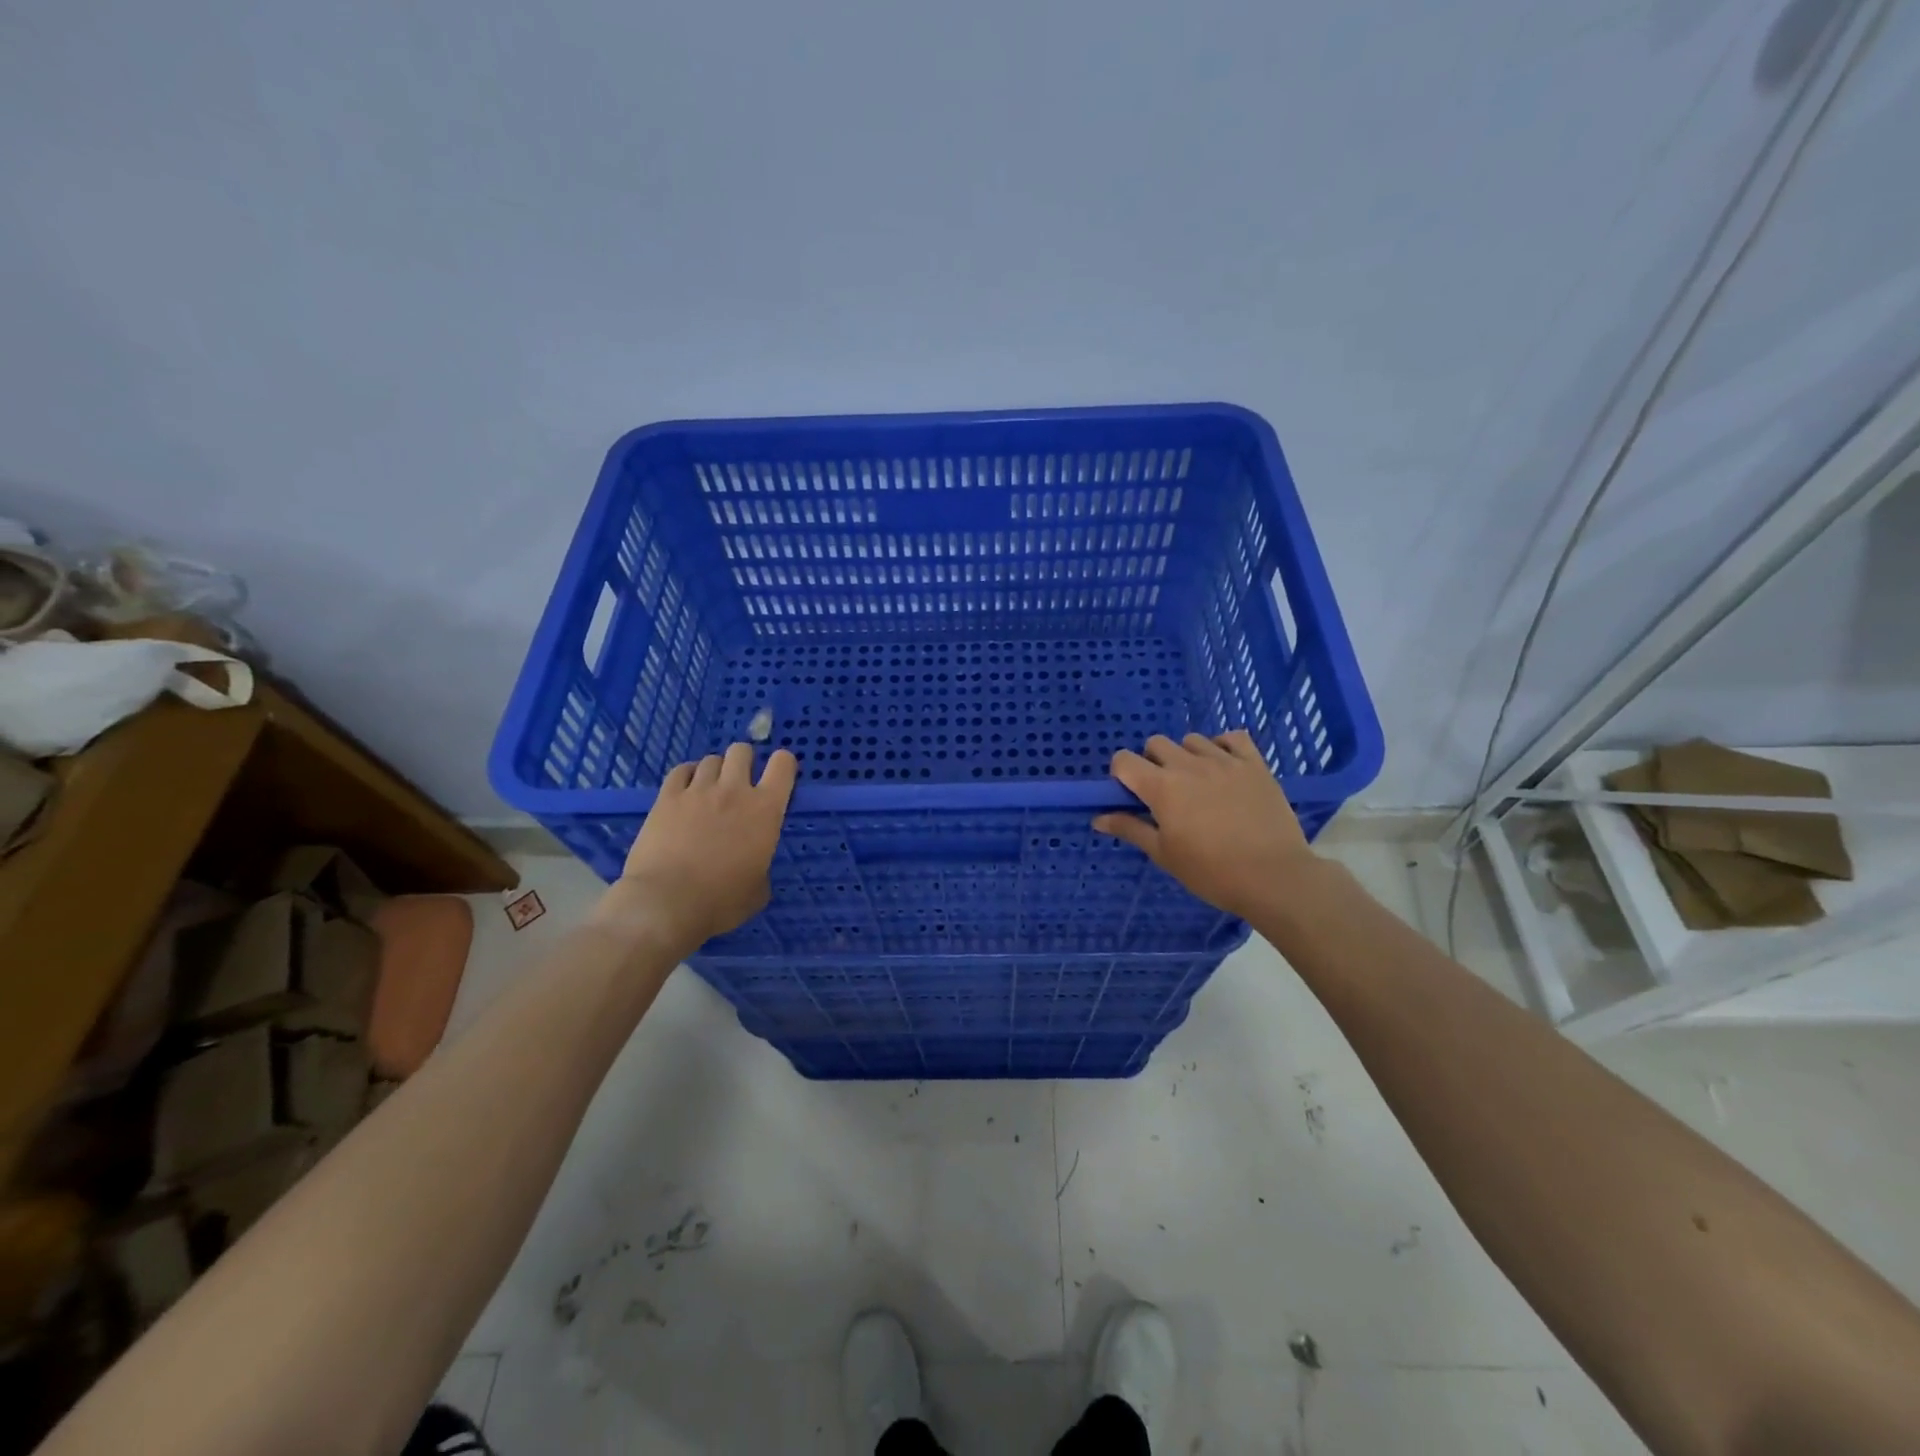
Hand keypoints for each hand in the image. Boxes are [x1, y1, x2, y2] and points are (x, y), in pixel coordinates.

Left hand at [592, 744, 797, 956]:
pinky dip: (687, 776)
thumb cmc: (721, 902)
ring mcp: (698, 790)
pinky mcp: (667, 797)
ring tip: (710, 790)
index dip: (783, 764)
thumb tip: (753, 863)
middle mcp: (734, 790)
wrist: (666, 903)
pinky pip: (681, 771)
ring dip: (715, 771)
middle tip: (740, 784)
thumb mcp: (758, 890)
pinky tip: (686, 791)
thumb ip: (761, 864)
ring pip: (711, 759)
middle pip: (742, 751)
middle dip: (744, 762)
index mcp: (766, 810)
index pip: (783, 764)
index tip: (778, 778)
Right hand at [1093, 731, 1317, 919]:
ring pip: (1192, 740)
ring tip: (1198, 783)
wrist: (1274, 877)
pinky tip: (1225, 768)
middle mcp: (1189, 765)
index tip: (1132, 796)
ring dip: (1187, 755)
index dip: (1122, 775)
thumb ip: (1130, 829)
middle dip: (1152, 763)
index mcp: (1161, 787)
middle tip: (1166, 794)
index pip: (1124, 760)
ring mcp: (1225, 761)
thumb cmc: (1211, 872)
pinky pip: (1233, 738)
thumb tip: (1098, 818)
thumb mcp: (1164, 854)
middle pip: (1156, 743)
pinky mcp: (1255, 764)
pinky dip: (1224, 746)